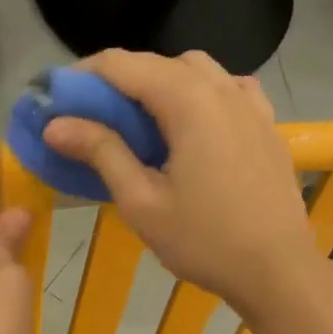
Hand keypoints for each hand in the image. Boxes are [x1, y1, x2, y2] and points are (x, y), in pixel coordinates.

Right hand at [41, 50, 318, 317]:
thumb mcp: (142, 202)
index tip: (57, 100)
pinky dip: (200, 94)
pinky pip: (228, 89)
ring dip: (160, 83)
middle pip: (160, 63)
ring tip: (140, 121)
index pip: (124, 65)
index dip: (84, 76)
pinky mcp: (267, 125)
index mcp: (189, 102)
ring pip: (197, 70)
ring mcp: (251, 105)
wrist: (276, 270)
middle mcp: (222, 89)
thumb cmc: (204, 241)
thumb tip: (56, 125)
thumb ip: (101, 153)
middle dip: (119, 80)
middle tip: (91, 116)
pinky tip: (192, 124)